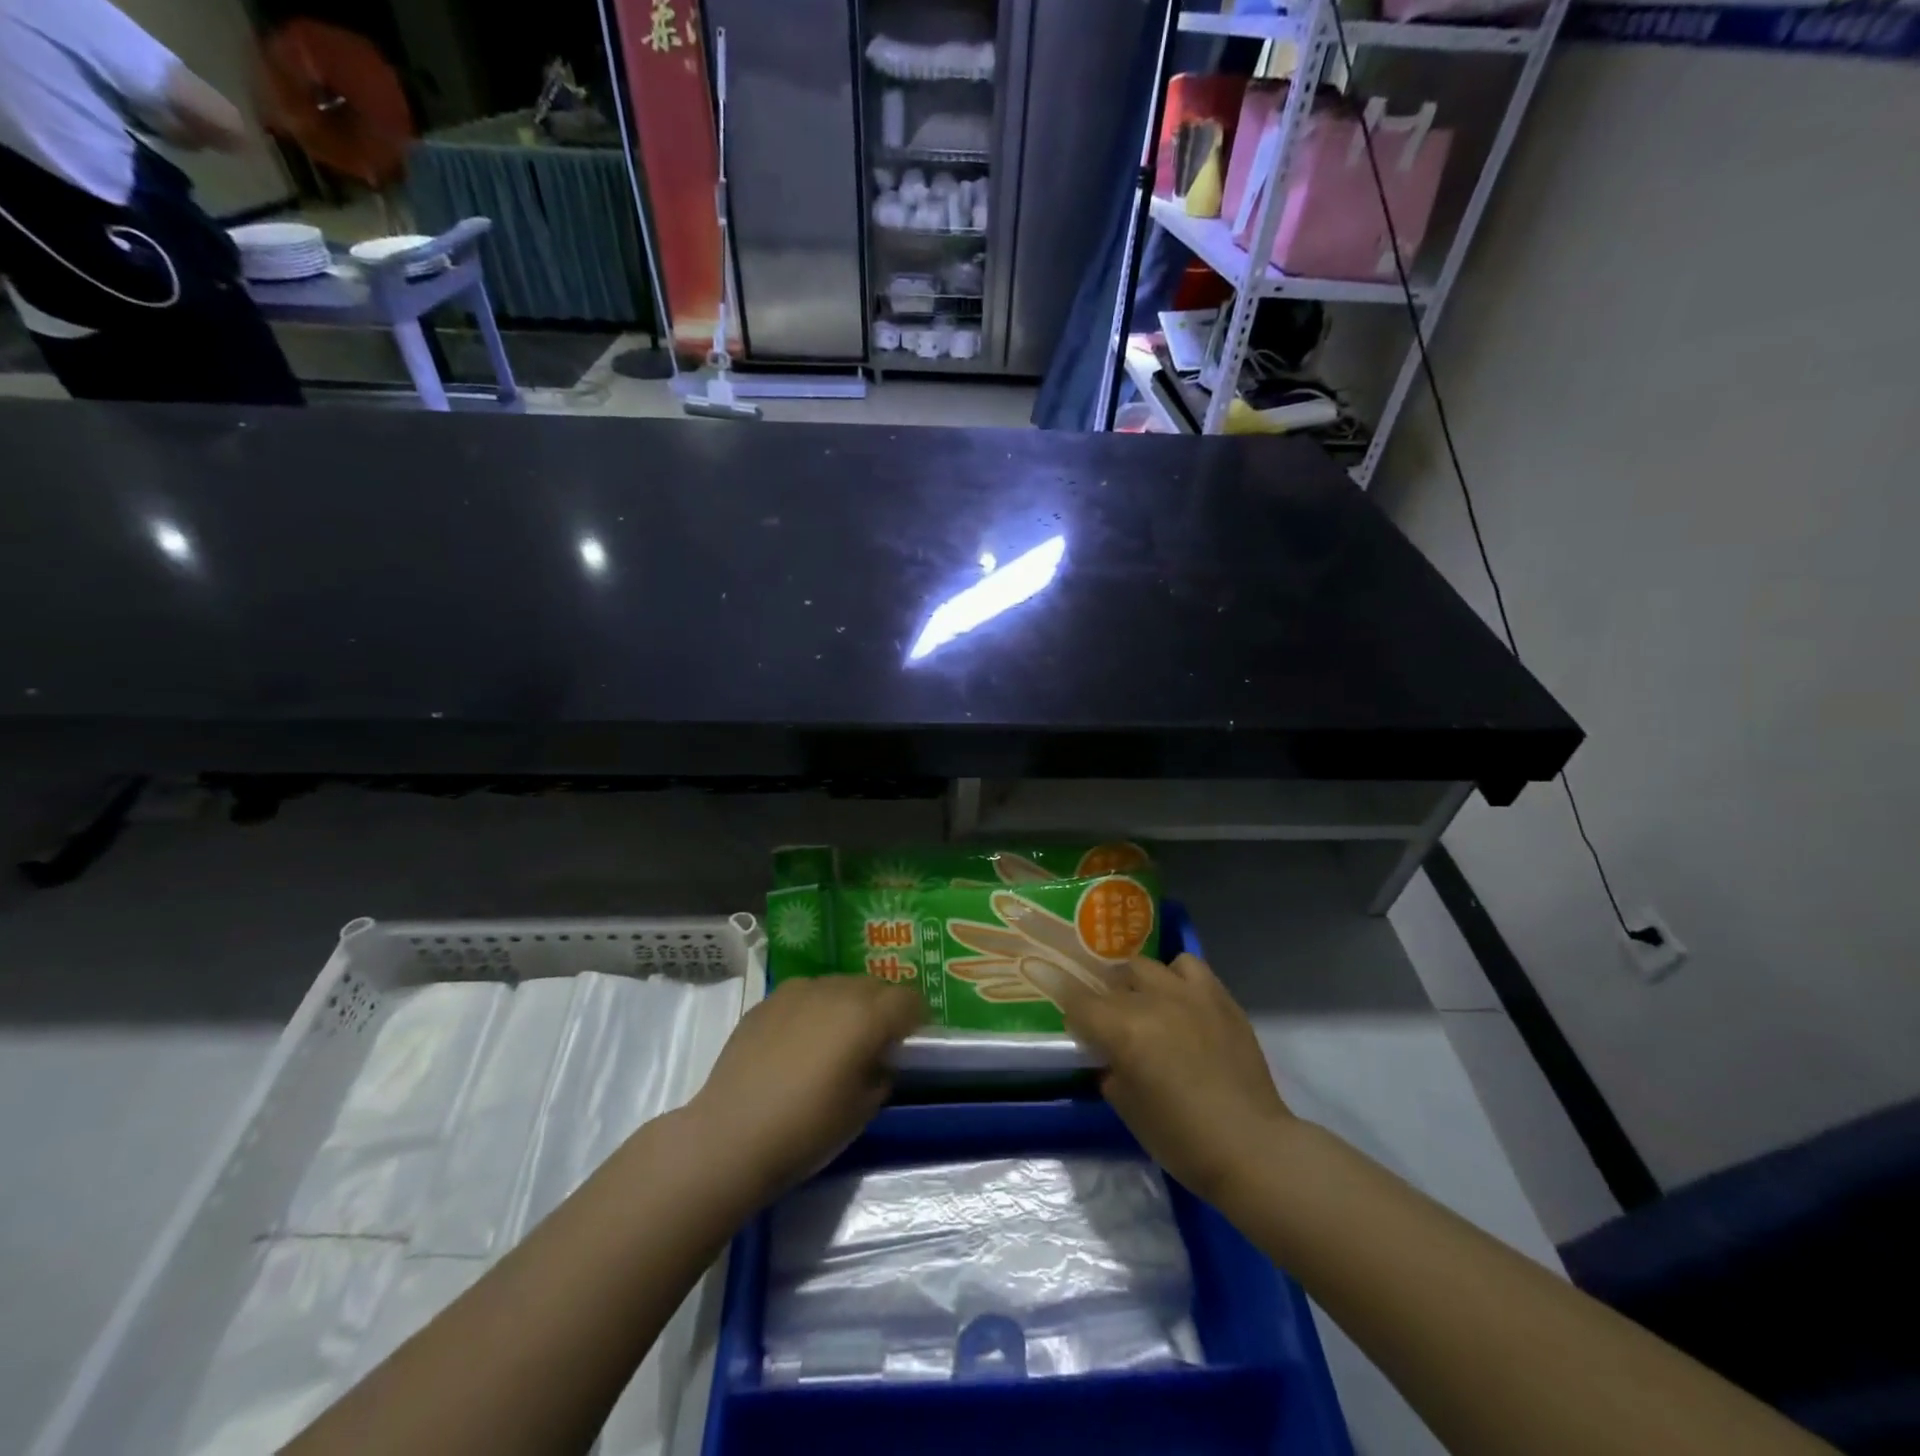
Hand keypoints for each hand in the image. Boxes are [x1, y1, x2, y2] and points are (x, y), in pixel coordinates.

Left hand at [687, 975, 924, 1199]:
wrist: (730, 1136)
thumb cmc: (807, 1129)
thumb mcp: (862, 1110)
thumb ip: (881, 1073)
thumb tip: (879, 1060)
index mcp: (866, 1015)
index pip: (909, 999)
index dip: (916, 1019)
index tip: (910, 1043)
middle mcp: (835, 990)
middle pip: (874, 985)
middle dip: (882, 1008)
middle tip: (874, 1044)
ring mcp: (797, 991)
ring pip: (838, 985)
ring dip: (846, 1005)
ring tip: (833, 1042)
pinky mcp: (767, 1001)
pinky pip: (804, 995)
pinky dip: (812, 1011)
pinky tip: (797, 1044)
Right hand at [1029, 953, 1292, 1202]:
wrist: (1251, 1146)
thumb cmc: (1181, 1139)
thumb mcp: (1127, 1109)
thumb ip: (1108, 1070)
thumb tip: (1105, 1054)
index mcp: (1123, 1030)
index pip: (1077, 1000)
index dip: (1065, 1001)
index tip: (1064, 1010)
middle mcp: (1152, 1001)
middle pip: (1110, 981)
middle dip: (1102, 998)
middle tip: (1107, 1021)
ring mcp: (1188, 993)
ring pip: (1145, 966)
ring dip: (1136, 983)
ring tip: (1143, 1004)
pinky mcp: (1218, 996)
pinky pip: (1187, 965)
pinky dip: (1176, 976)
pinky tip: (1179, 998)